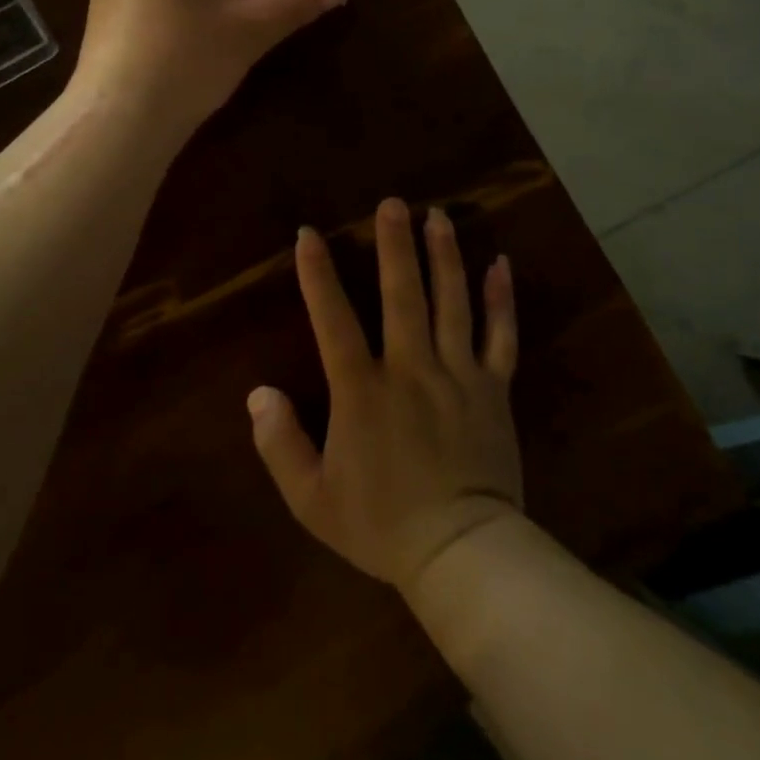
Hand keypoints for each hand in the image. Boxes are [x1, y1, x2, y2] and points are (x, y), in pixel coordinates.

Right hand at [249, 199, 522, 595]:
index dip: (318, 275)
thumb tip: (257, 393)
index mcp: (363, 391)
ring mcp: (458, 376)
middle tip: (393, 203)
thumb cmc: (381, 525)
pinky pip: (501, 337)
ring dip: (445, 256)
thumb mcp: (312, 498)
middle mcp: (411, 369)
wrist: (462, 556)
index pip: (334, 320)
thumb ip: (279, 444)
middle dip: (395, 245)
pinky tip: (500, 264)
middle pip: (403, 295)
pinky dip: (501, 300)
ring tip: (439, 216)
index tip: (309, 234)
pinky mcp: (494, 390)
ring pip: (452, 303)